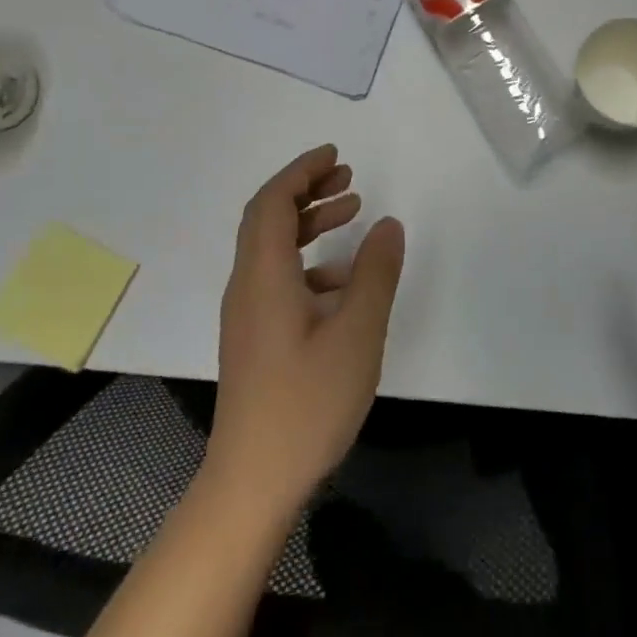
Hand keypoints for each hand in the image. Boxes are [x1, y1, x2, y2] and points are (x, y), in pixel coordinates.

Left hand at [208, 145, 404, 507]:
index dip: (302, 171)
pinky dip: (309, 262)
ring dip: (309, 223)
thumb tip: (389, 225)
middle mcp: (247, 285)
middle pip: (268, 217)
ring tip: (352, 213)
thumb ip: (375, 274)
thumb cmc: (306, 404)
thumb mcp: (356, 334)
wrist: (252, 481)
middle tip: (348, 177)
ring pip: (273, 248)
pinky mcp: (255, 336)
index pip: (273, 202)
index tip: (336, 155)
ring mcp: (247, 313)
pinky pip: (278, 278)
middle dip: (306, 189)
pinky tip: (344, 281)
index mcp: (264, 275)